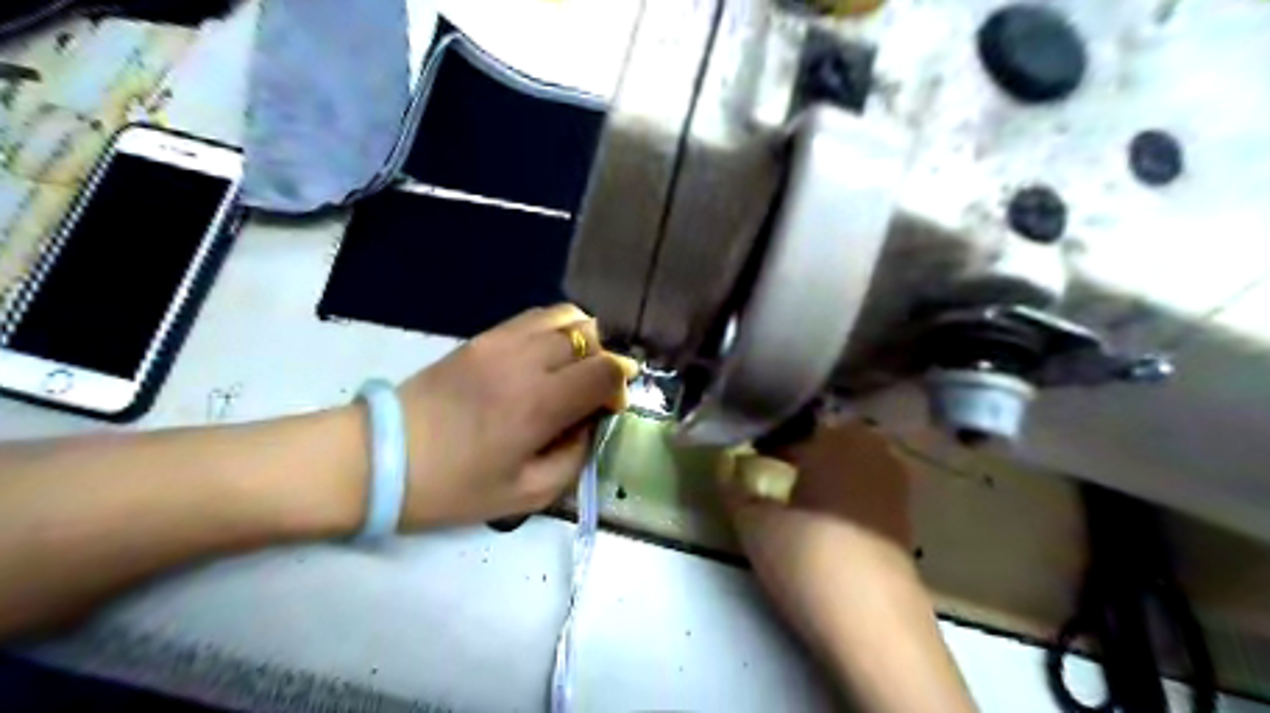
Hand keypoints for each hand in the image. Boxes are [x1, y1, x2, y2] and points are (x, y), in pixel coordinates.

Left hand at [394, 304, 634, 528]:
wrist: (380, 458)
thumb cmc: (453, 488)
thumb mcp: (527, 495)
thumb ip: (574, 457)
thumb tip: (590, 423)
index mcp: (540, 404)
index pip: (606, 370)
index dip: (619, 386)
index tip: (607, 409)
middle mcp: (526, 360)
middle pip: (590, 336)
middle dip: (603, 363)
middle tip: (589, 394)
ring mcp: (501, 341)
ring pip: (565, 316)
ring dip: (581, 341)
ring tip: (570, 370)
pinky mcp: (482, 336)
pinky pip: (535, 316)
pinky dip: (554, 330)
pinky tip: (544, 358)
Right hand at [718, 422, 972, 709]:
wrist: (876, 625)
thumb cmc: (808, 559)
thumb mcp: (755, 525)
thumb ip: (733, 489)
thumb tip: (723, 465)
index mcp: (837, 439)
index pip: (799, 421)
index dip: (772, 433)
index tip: (752, 448)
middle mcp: (872, 452)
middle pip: (831, 436)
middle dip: (802, 446)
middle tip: (773, 465)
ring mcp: (895, 486)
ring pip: (853, 461)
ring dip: (826, 468)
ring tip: (797, 491)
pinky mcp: (905, 519)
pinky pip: (868, 487)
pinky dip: (846, 491)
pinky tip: (826, 518)